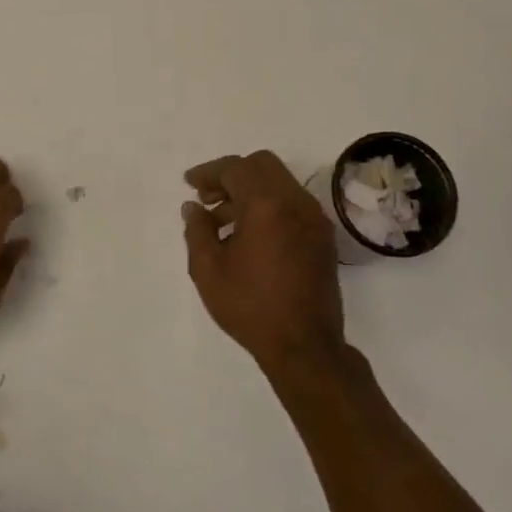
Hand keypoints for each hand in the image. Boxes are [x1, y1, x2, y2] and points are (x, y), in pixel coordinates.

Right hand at [182, 150, 346, 374]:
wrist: (304, 346)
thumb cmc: (251, 307)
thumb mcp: (208, 270)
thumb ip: (197, 231)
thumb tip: (194, 207)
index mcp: (267, 205)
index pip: (236, 169)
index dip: (208, 172)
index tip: (189, 184)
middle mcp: (296, 203)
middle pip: (262, 165)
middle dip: (231, 175)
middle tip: (208, 197)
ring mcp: (314, 219)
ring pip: (279, 184)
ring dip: (250, 191)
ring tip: (221, 222)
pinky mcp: (322, 237)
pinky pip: (292, 204)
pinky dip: (268, 206)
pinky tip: (248, 235)